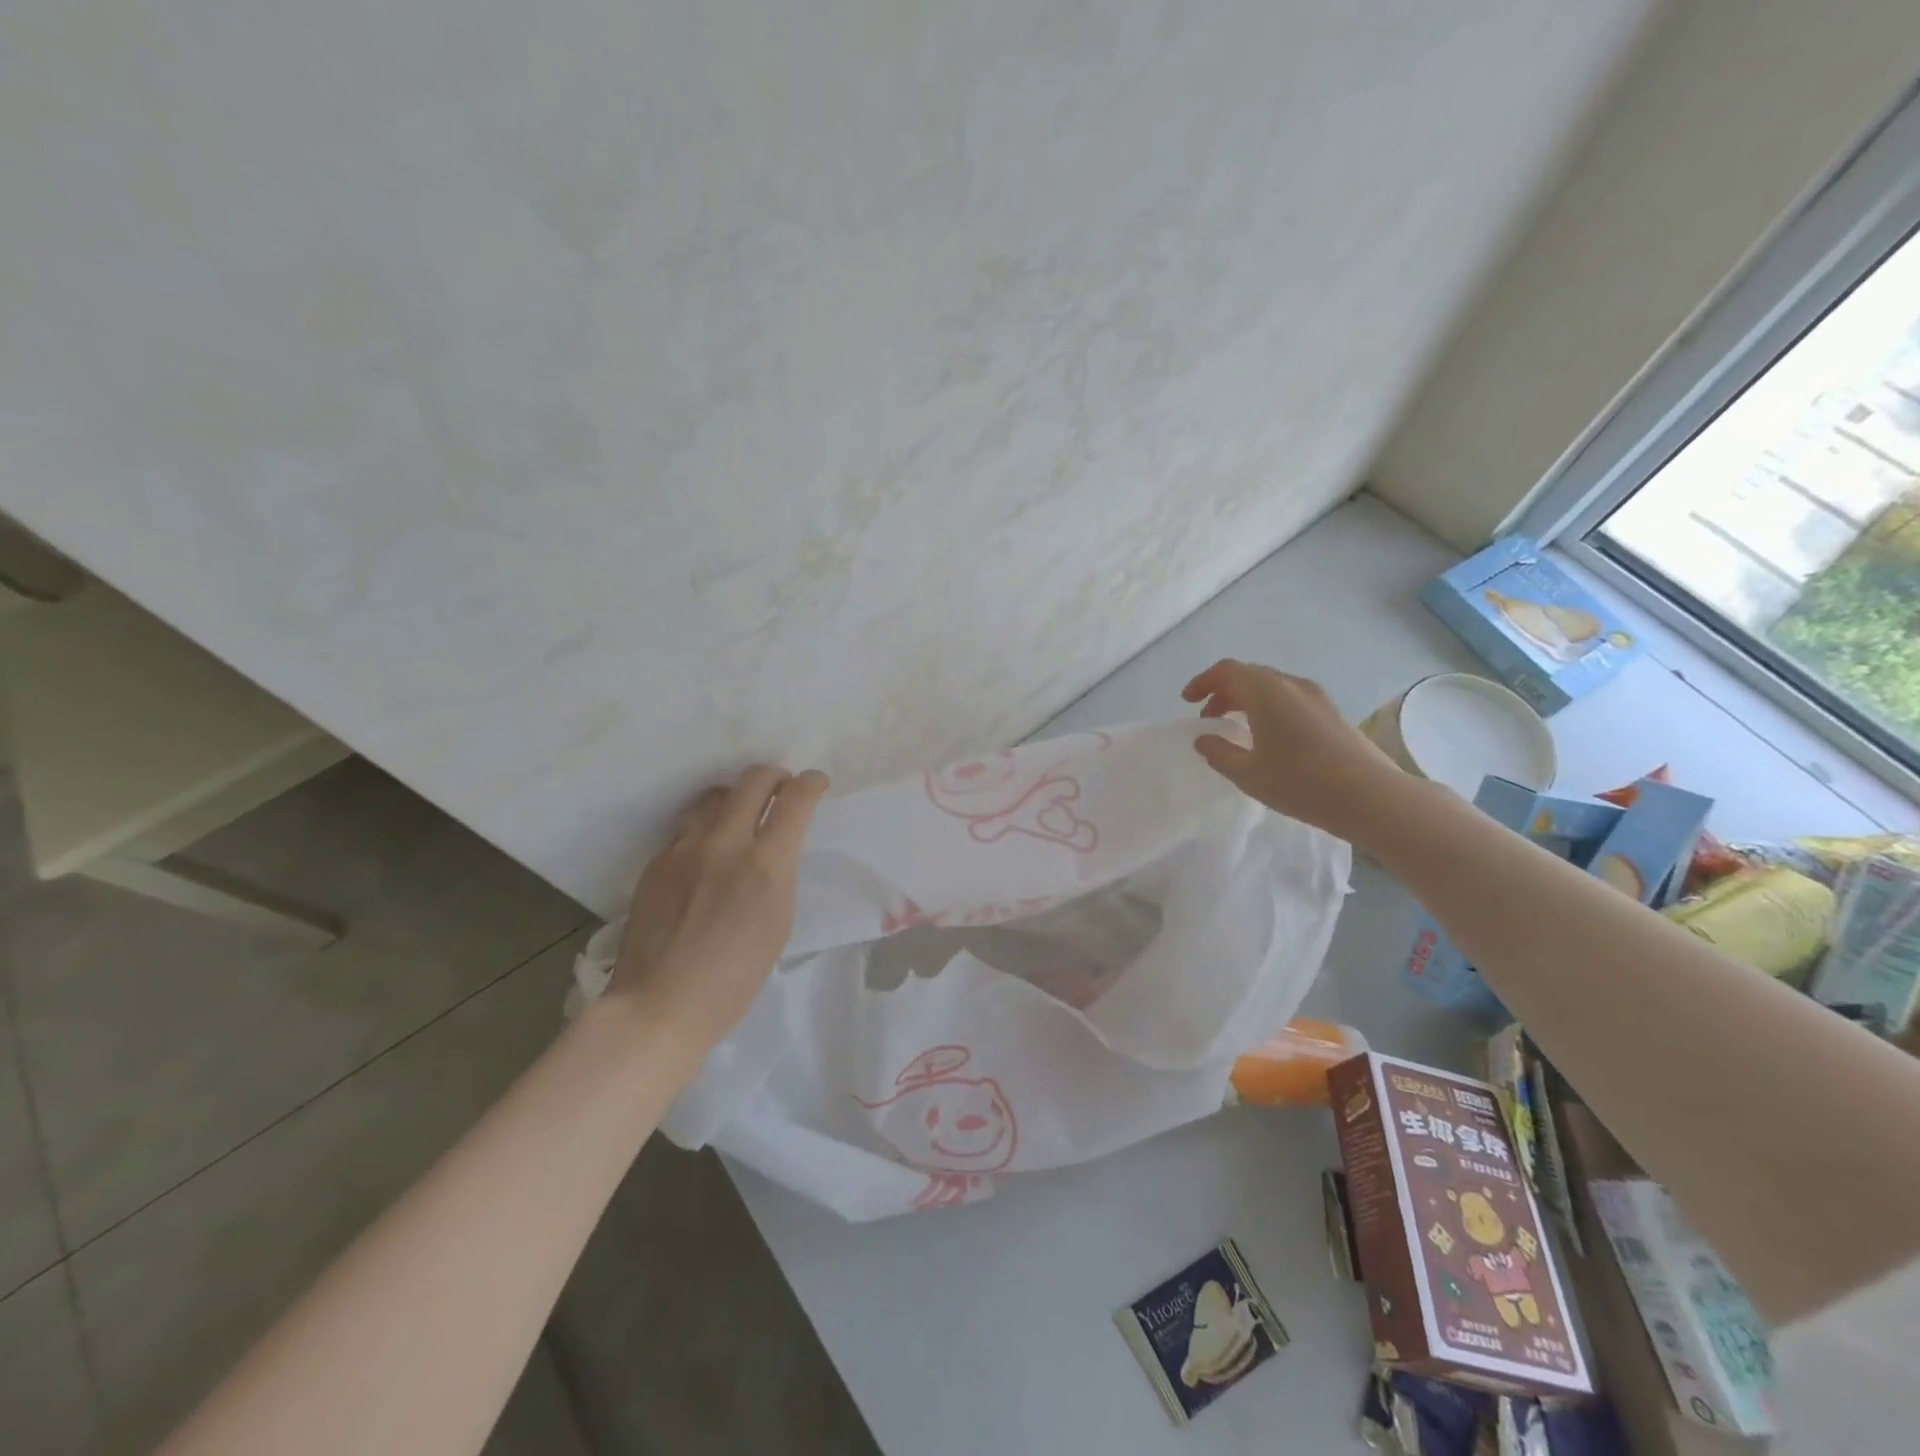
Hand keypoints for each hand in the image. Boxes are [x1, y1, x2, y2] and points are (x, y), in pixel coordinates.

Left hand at [606, 765, 828, 1055]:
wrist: (659, 1005)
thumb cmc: (734, 980)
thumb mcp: (778, 923)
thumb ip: (779, 875)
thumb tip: (776, 847)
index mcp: (766, 865)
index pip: (795, 799)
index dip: (811, 783)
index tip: (815, 783)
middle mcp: (725, 843)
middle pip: (753, 780)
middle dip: (775, 777)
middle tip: (782, 790)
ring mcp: (685, 848)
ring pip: (716, 797)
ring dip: (737, 798)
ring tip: (742, 817)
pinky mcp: (657, 860)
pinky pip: (688, 828)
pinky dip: (707, 829)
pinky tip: (707, 855)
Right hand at [1182, 659, 1406, 842]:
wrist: (1371, 797)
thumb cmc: (1301, 783)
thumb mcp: (1248, 774)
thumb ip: (1219, 752)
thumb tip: (1204, 738)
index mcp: (1266, 692)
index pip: (1227, 671)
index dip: (1203, 682)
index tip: (1188, 702)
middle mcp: (1291, 685)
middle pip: (1250, 675)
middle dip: (1224, 692)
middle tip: (1208, 717)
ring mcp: (1316, 697)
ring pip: (1272, 687)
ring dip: (1247, 700)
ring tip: (1235, 728)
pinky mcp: (1332, 712)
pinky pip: (1290, 698)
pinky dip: (1269, 708)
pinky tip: (1268, 737)